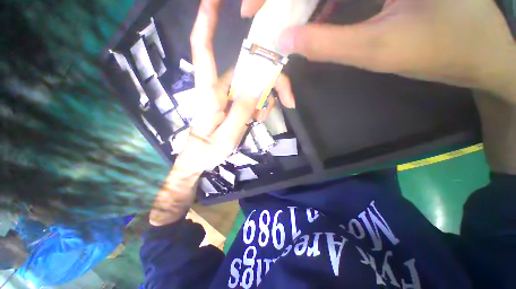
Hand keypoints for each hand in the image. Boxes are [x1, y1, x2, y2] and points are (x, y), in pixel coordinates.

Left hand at [175, 0, 293, 174]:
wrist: (200, 159)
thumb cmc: (207, 151)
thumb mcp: (226, 136)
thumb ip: (240, 112)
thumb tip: (257, 88)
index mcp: (209, 93)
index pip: (203, 50)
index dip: (207, 22)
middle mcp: (219, 88)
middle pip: (248, 71)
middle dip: (271, 82)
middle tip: (289, 101)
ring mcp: (228, 96)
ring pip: (255, 85)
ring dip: (266, 100)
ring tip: (263, 119)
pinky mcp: (233, 103)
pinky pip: (253, 97)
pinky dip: (261, 106)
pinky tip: (258, 119)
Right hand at [243, 0, 515, 96]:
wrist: (480, 51)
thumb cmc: (442, 50)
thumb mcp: (378, 49)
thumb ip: (326, 44)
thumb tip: (285, 42)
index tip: (249, 11)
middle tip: (259, 16)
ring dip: (300, 3)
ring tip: (279, 19)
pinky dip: (320, 3)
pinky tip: (310, 16)